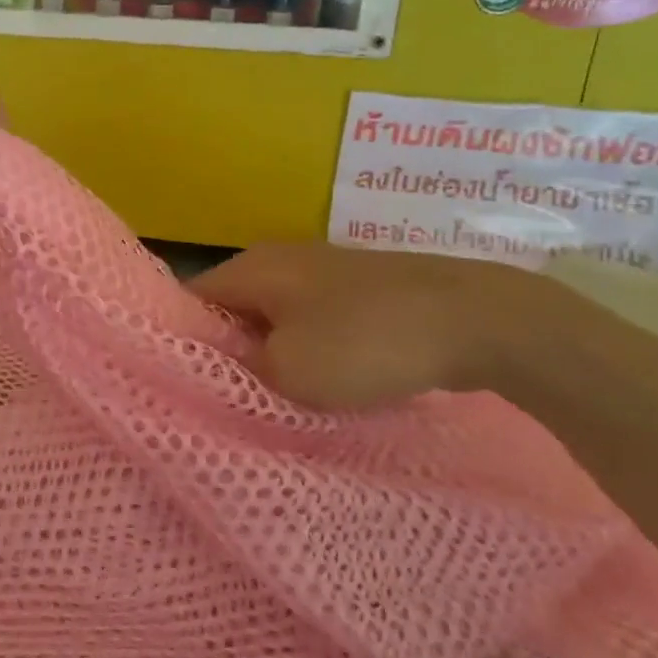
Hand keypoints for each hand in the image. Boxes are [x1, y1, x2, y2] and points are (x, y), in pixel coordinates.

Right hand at [188, 243, 570, 410]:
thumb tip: (230, 364)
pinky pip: (315, 319)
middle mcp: (280, 258)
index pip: (193, 300)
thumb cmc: (364, 342)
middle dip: (230, 351)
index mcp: (252, 267)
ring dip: (273, 353)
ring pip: (277, 316)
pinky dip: (311, 348)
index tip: (187, 385)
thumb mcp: (288, 370)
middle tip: (229, 399)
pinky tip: (325, 381)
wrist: (472, 318)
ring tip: (275, 396)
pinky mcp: (361, 287)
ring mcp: (324, 269)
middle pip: (234, 308)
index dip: (185, 342)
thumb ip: (244, 368)